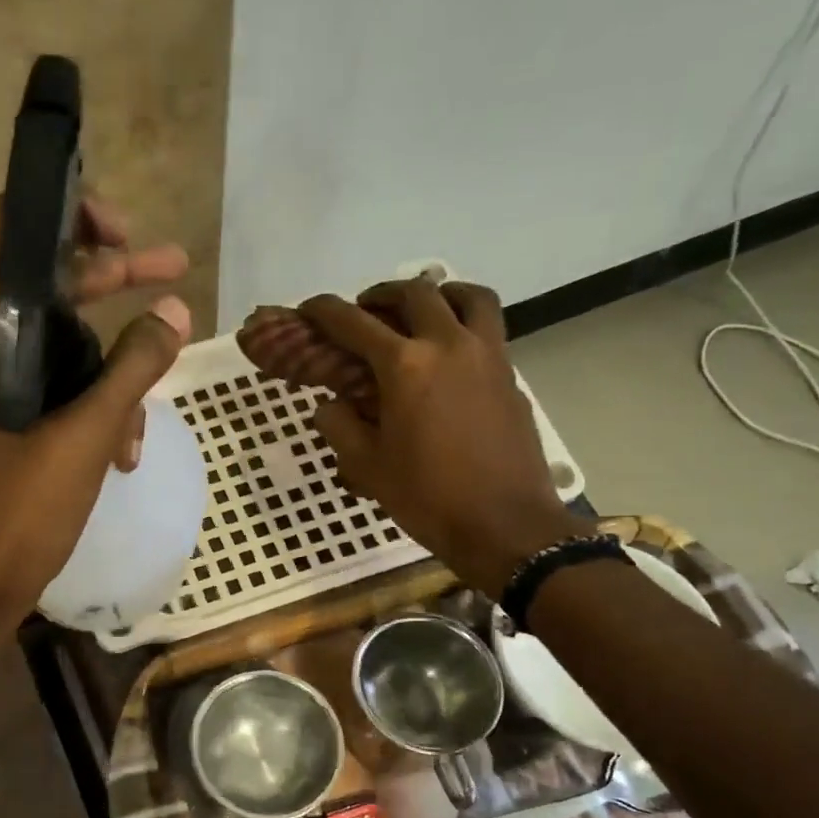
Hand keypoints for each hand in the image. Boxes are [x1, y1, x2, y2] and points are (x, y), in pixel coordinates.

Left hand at [0, 193, 189, 622]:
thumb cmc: (18, 512)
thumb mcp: (84, 437)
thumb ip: (131, 370)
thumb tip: (176, 311)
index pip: (8, 233)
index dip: (64, 212)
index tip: (122, 230)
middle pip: (48, 285)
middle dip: (113, 277)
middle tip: (175, 269)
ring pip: (63, 347)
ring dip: (114, 367)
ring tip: (150, 413)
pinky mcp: (12, 428)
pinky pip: (61, 395)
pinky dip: (97, 410)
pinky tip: (126, 454)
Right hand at [300, 279, 590, 594]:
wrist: (504, 524)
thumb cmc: (427, 497)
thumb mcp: (367, 467)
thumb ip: (340, 426)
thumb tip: (330, 404)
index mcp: (405, 366)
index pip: (355, 323)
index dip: (325, 312)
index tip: (308, 309)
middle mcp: (449, 345)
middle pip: (415, 293)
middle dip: (381, 294)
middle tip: (364, 311)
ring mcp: (488, 356)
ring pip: (467, 296)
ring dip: (437, 294)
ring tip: (418, 315)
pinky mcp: (510, 376)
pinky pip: (487, 329)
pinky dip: (463, 324)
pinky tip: (448, 357)